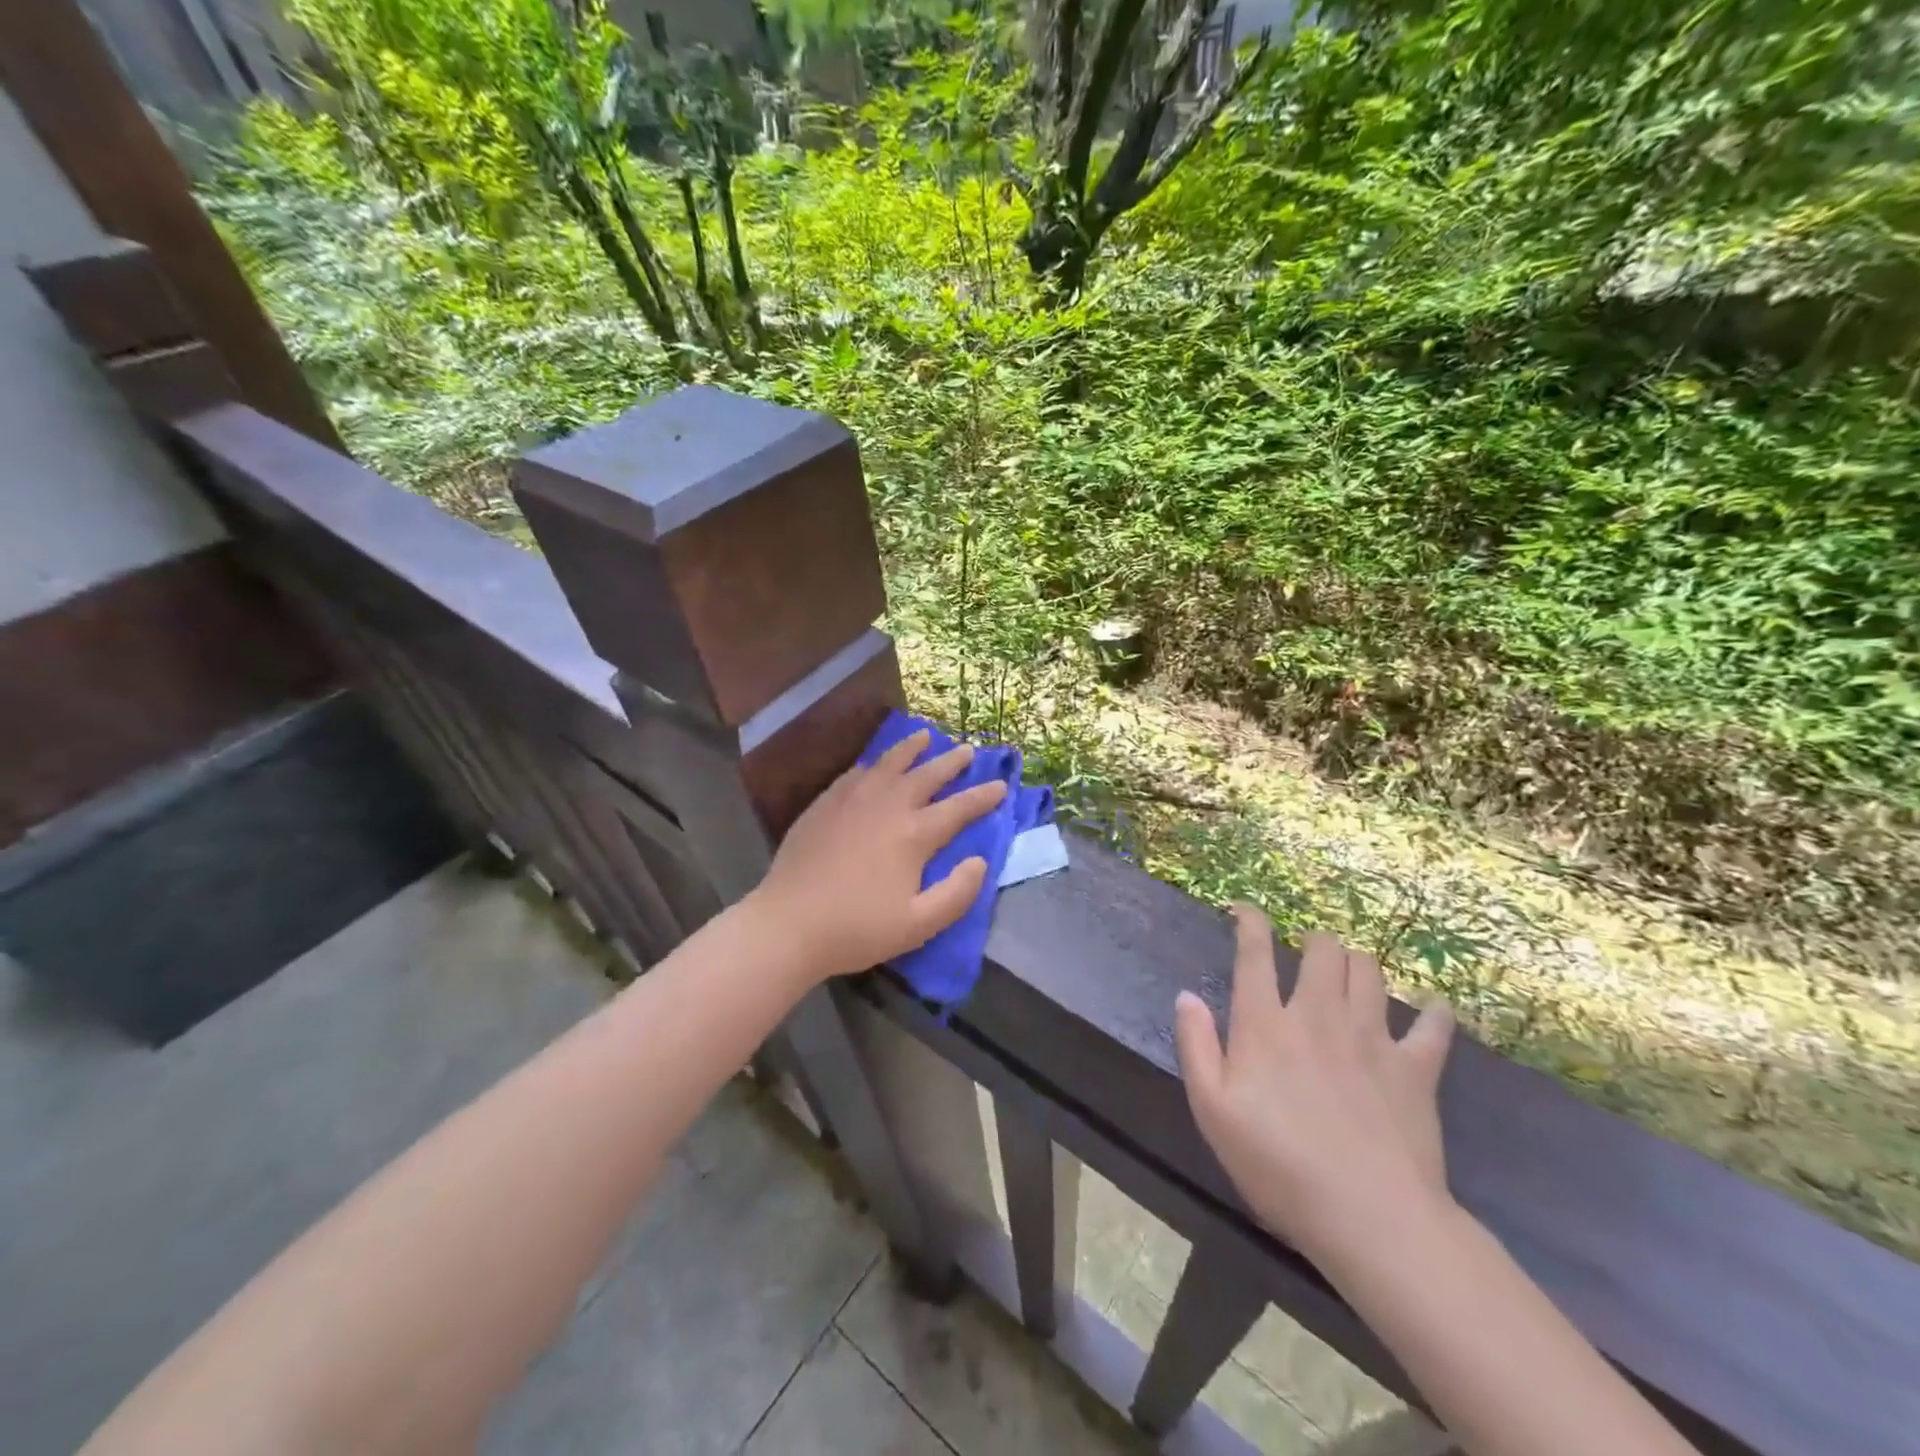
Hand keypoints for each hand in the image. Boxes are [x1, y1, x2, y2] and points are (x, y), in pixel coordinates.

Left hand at [746, 728, 1007, 982]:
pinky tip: (875, 764)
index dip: (983, 796)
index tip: (1001, 785)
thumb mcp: (918, 925)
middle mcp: (887, 806)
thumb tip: (980, 861)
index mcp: (914, 835)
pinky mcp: (825, 803)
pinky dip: (874, 763)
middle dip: (951, 762)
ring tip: (925, 736)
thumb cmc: (857, 929)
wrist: (788, 923)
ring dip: (911, 749)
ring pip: (889, 763)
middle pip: (927, 775)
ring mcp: (853, 800)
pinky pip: (856, 773)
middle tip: (968, 750)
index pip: (958, 808)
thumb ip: (957, 893)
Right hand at [1174, 908, 1457, 1269]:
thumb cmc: (1278, 1165)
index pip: (1255, 953)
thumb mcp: (1213, 1111)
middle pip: (1323, 951)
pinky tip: (1432, 1008)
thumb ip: (1196, 1046)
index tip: (1244, 910)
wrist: (1370, 1217)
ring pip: (1369, 972)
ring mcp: (1372, 1038)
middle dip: (1314, 939)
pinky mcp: (1416, 1069)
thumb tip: (1185, 996)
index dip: (1250, 922)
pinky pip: (1433, 1026)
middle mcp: (1318, 1016)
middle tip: (1307, 949)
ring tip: (1351, 971)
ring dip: (1357, 962)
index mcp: (1266, 1024)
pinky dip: (1433, 1012)